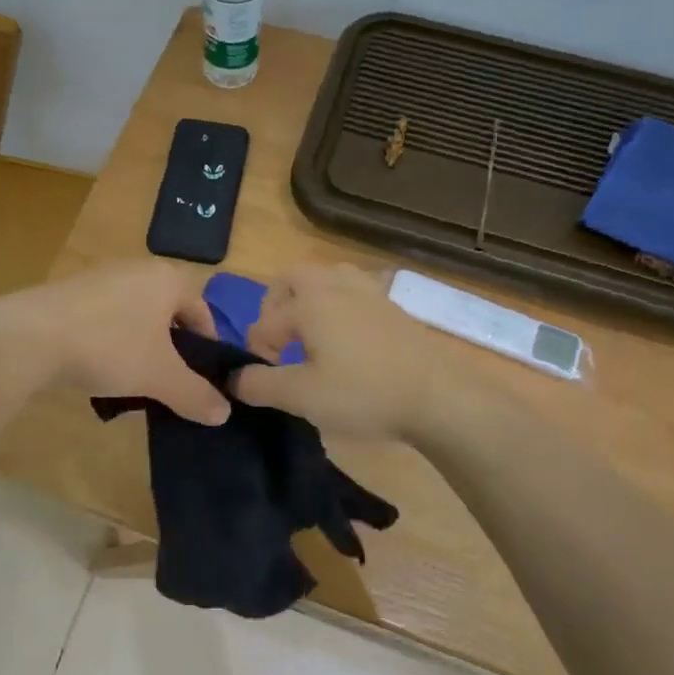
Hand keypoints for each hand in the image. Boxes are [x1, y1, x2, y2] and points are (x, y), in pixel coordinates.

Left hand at [0, 260, 230, 424]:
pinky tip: (97, 368)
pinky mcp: (68, 292)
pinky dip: (109, 341)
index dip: (208, 348)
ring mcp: (99, 277)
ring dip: (139, 346)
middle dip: (171, 349)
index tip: (202, 380)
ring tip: (133, 381)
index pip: (202, 311)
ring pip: (135, 316)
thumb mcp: (160, 376)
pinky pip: (104, 318)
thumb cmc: (109, 346)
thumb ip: (195, 395)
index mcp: (167, 278)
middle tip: (169, 383)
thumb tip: (224, 414)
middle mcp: (136, 269)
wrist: (29, 337)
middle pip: (168, 313)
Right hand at [234, 264, 458, 440]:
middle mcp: (336, 287)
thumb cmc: (365, 394)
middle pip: (293, 277)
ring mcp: (369, 293)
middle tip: (279, 339)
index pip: (266, 322)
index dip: (256, 350)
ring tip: (310, 332)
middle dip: (276, 304)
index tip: (264, 378)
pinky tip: (347, 339)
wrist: (439, 397)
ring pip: (328, 277)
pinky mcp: (393, 308)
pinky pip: (355, 290)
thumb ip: (261, 385)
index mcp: (310, 304)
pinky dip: (339, 305)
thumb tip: (233, 377)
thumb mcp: (303, 397)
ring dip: (310, 297)